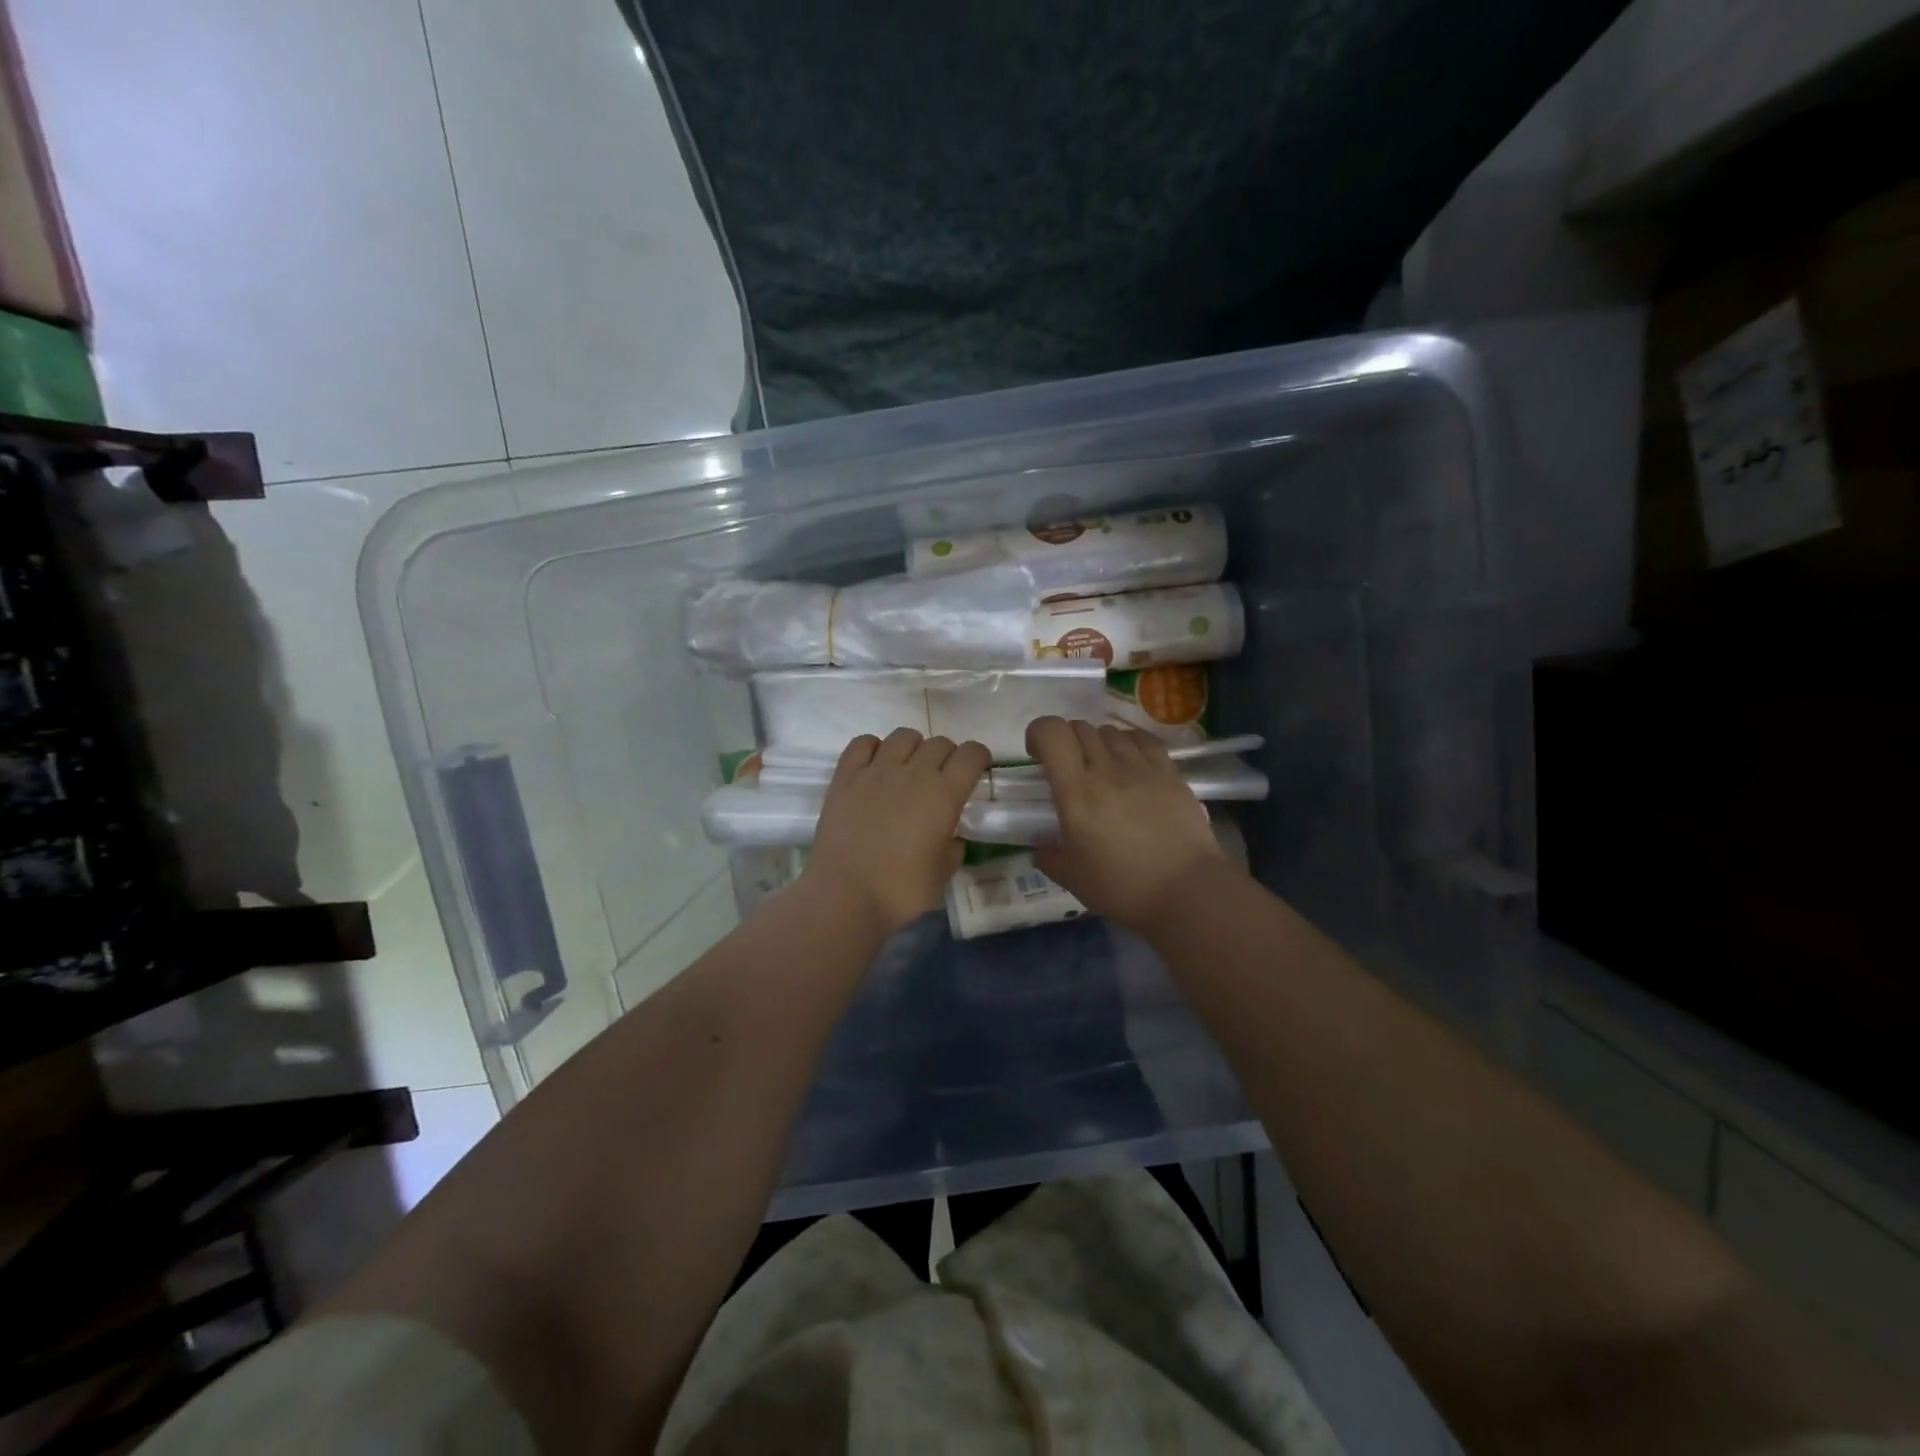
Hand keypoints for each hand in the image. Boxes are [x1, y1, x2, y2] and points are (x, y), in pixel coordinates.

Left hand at [803, 728, 990, 935]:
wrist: (845, 895)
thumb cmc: (900, 890)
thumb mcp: (942, 875)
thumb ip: (952, 849)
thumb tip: (951, 839)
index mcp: (944, 795)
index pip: (972, 754)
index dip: (979, 758)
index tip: (976, 771)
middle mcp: (914, 773)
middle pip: (940, 743)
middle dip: (947, 756)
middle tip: (940, 779)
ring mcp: (877, 770)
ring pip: (904, 736)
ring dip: (913, 748)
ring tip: (907, 770)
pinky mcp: (846, 775)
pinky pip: (863, 743)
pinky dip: (873, 748)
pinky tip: (874, 766)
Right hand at [1027, 717, 1227, 931]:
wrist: (1187, 891)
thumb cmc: (1123, 887)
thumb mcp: (1073, 878)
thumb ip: (1049, 857)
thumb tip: (1041, 847)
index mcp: (1076, 792)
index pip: (1052, 733)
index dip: (1038, 733)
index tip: (1036, 755)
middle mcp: (1107, 769)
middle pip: (1080, 728)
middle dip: (1066, 741)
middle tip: (1067, 768)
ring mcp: (1142, 767)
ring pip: (1110, 732)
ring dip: (1097, 743)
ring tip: (1101, 768)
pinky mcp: (1170, 772)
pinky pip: (1143, 740)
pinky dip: (1129, 743)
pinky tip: (1130, 762)